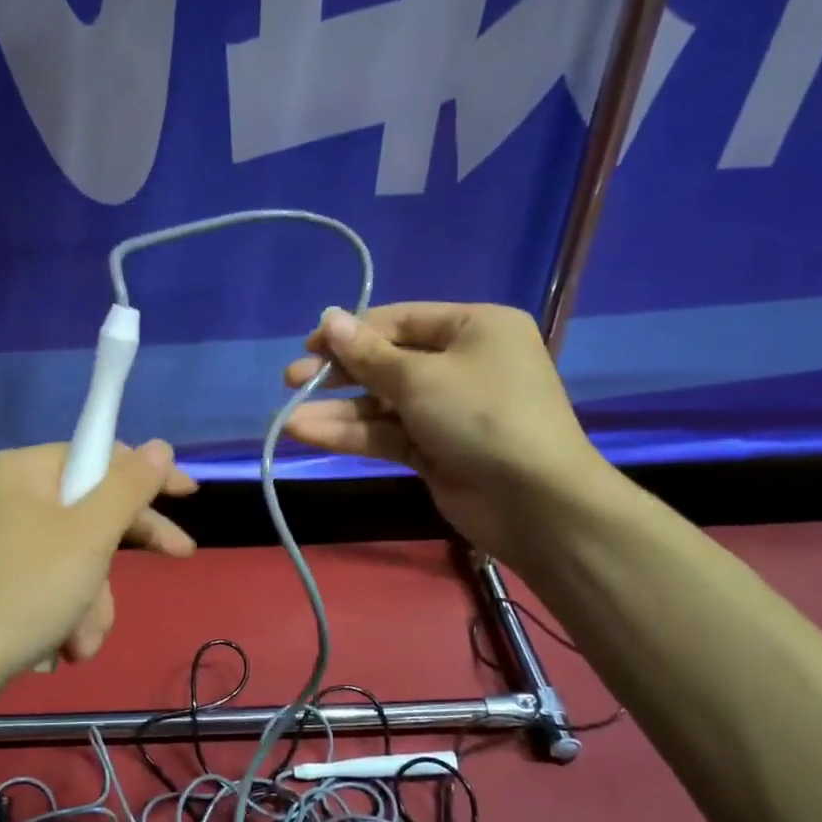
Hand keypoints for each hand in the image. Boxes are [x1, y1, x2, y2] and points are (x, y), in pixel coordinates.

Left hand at [0, 440, 196, 682]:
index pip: (99, 456)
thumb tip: (159, 446)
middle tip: (179, 556)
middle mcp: (10, 496)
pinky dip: (66, 614)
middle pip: (91, 509)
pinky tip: (62, 647)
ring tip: (80, 639)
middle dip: (119, 555)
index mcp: (24, 471)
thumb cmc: (26, 592)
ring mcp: (2, 541)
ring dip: (92, 602)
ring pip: (77, 558)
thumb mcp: (90, 535)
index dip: (147, 475)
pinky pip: (52, 584)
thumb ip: (129, 487)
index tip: (188, 494)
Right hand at [283, 303, 609, 562]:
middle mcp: (462, 363)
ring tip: (287, 418)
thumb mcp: (420, 378)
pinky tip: (309, 434)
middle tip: (291, 379)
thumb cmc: (482, 416)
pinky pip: (387, 433)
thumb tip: (329, 319)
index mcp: (474, 328)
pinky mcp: (435, 449)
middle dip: (339, 373)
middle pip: (387, 361)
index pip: (401, 320)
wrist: (533, 502)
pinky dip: (352, 434)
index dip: (352, 331)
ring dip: (338, 410)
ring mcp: (448, 410)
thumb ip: (368, 354)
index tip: (309, 344)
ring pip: (382, 403)